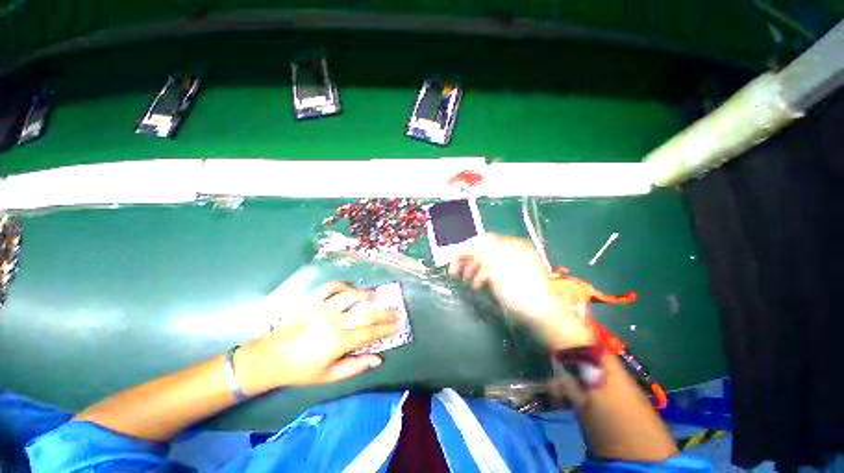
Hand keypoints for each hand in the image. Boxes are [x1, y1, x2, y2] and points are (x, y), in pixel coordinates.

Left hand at [237, 282, 399, 393]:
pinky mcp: (311, 301)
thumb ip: (356, 366)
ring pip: (350, 296)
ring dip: (366, 294)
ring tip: (376, 296)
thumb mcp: (330, 375)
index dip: (386, 329)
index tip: (398, 325)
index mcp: (337, 342)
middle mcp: (333, 322)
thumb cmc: (302, 369)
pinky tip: (348, 289)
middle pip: (365, 313)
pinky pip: (329, 287)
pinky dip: (341, 285)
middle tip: (396, 311)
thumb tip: (378, 359)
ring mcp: (322, 309)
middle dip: (384, 312)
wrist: (272, 358)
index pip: (369, 333)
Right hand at [449, 234, 594, 348]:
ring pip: (489, 262)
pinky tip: (479, 285)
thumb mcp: (496, 268)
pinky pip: (496, 271)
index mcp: (510, 245)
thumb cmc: (518, 289)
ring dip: (475, 269)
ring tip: (467, 281)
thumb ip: (481, 252)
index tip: (453, 258)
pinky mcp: (516, 277)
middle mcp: (513, 251)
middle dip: (468, 259)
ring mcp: (516, 264)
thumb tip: (469, 244)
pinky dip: (485, 276)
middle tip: (455, 271)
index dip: (466, 248)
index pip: (483, 240)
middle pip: (485, 250)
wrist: (542, 314)